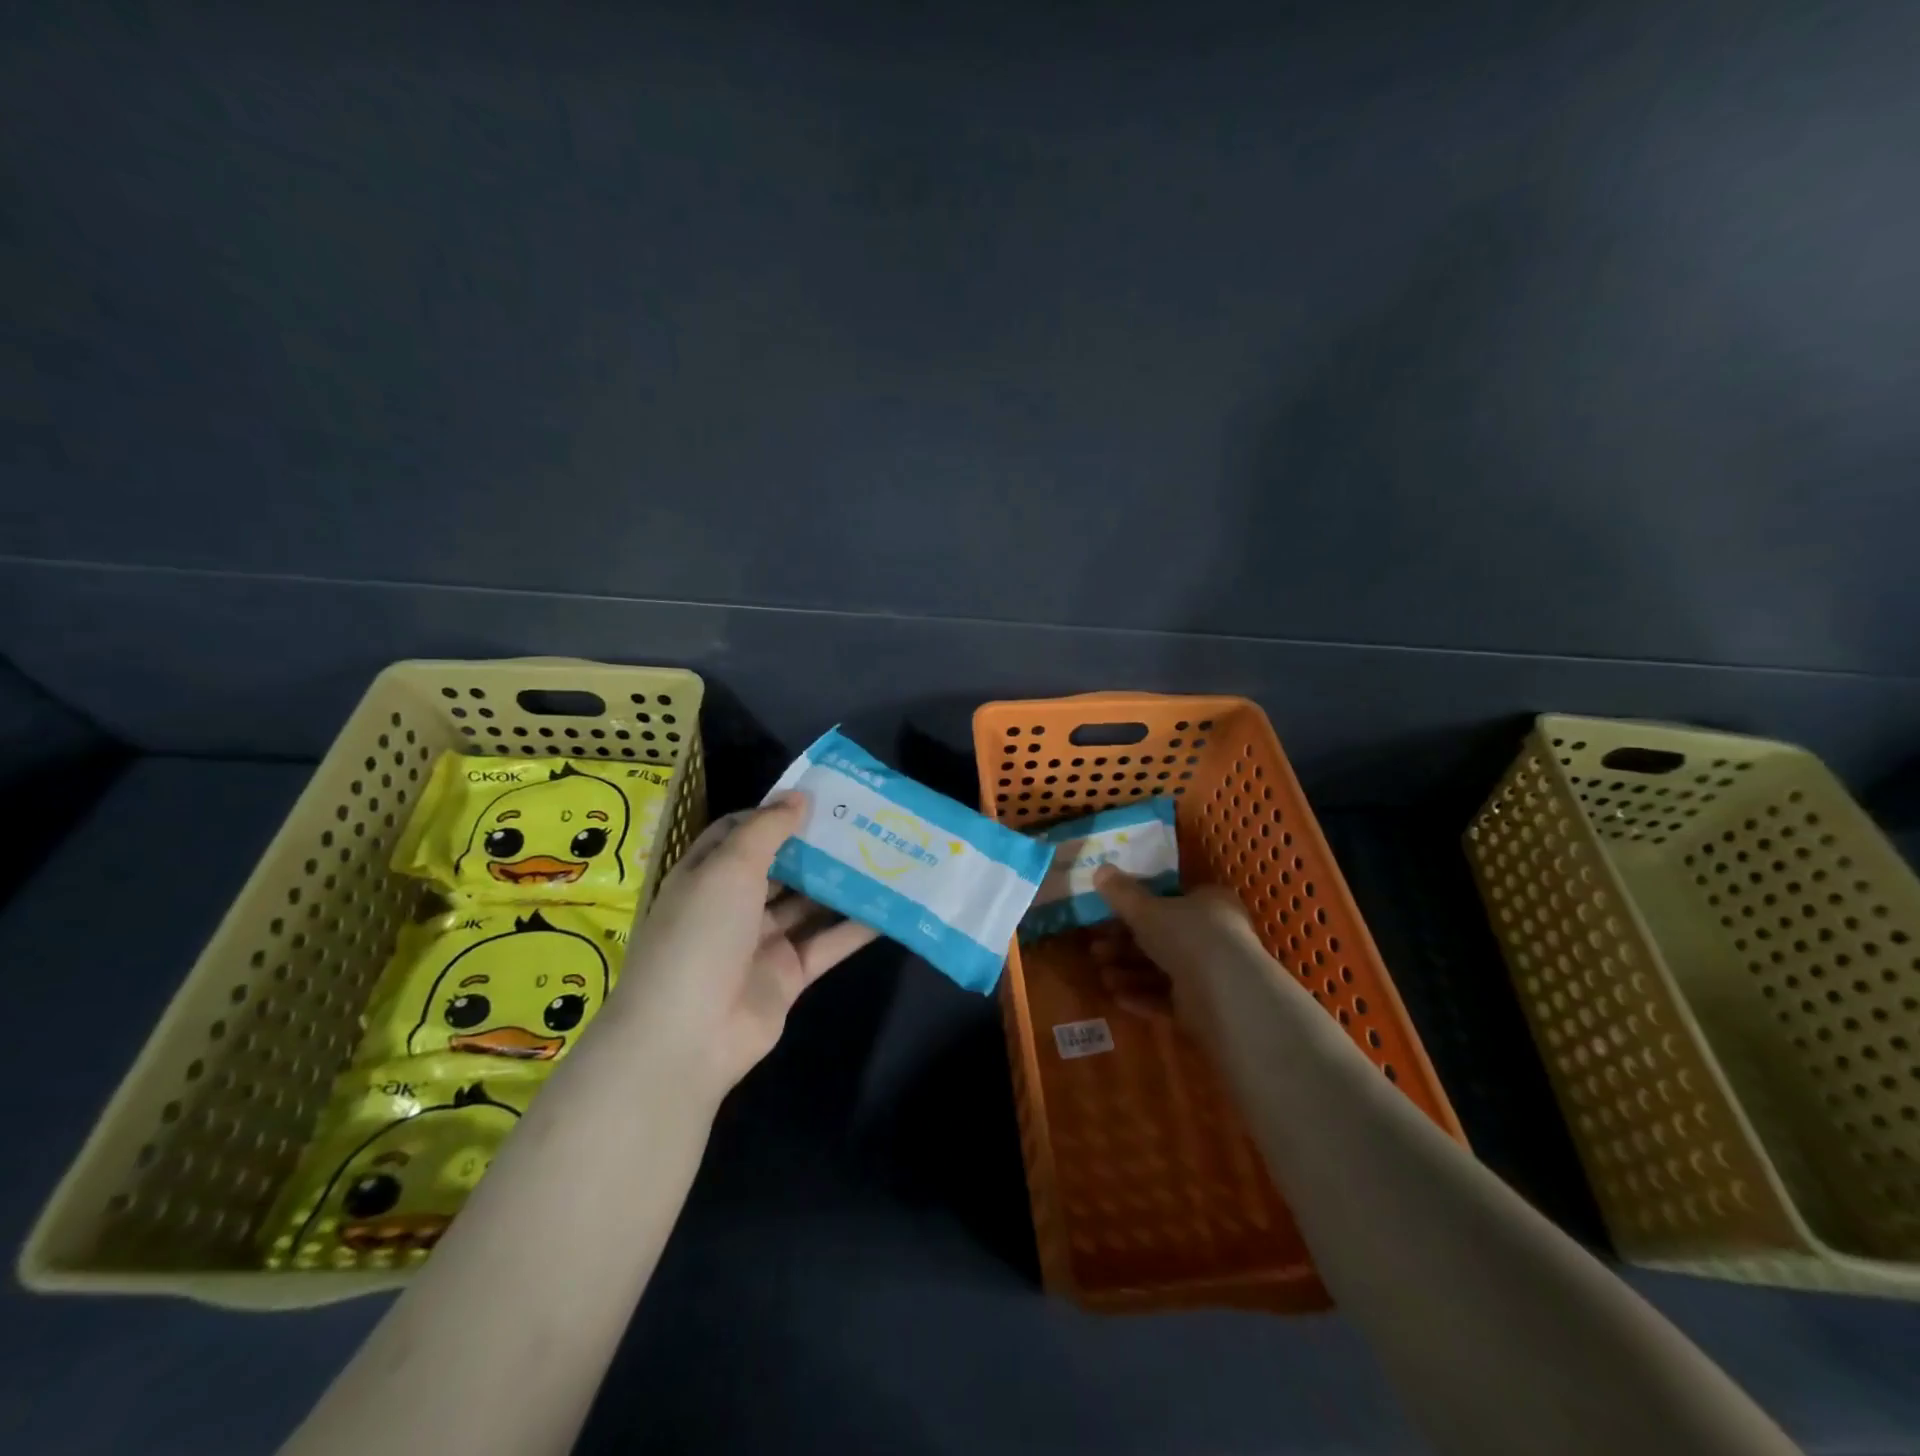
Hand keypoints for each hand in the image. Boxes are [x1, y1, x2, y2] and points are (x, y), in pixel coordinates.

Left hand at [610, 792, 875, 1106]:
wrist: (688, 1035)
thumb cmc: (701, 934)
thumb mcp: (729, 867)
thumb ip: (768, 829)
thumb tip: (799, 795)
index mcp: (707, 874)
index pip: (741, 832)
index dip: (775, 813)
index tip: (819, 796)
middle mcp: (734, 905)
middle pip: (781, 866)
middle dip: (815, 845)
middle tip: (863, 820)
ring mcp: (762, 942)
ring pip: (808, 904)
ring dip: (840, 881)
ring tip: (884, 852)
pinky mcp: (790, 974)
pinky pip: (827, 943)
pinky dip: (856, 926)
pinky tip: (891, 904)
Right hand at [1093, 866, 1270, 1048]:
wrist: (1225, 993)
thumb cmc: (1187, 935)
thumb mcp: (1146, 909)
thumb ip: (1122, 892)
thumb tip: (1100, 869)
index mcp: (1208, 903)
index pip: (1170, 900)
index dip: (1138, 907)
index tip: (1109, 916)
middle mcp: (1214, 935)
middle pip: (1161, 936)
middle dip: (1124, 944)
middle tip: (1096, 949)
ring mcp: (1211, 972)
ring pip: (1162, 969)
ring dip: (1129, 971)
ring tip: (1104, 977)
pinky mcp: (1205, 1005)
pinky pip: (1168, 997)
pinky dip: (1143, 996)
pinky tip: (1117, 997)